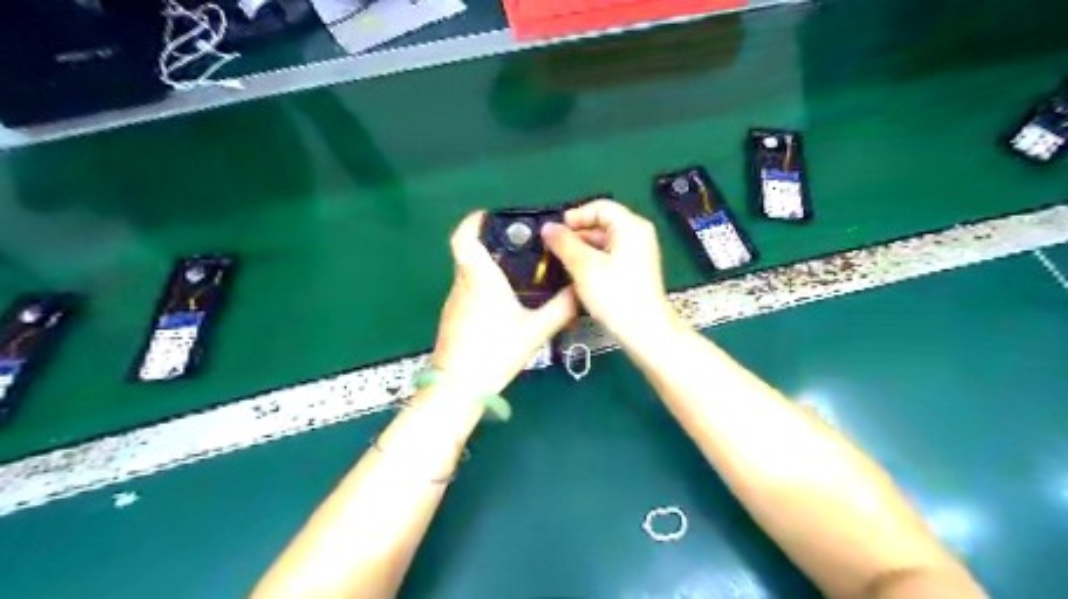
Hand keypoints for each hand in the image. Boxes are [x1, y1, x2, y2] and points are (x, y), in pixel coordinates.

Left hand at [428, 212, 580, 394]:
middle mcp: (462, 284)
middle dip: (490, 245)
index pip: (464, 238)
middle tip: (518, 247)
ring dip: (488, 268)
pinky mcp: (453, 317)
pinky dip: (483, 287)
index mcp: (480, 278)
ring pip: (469, 273)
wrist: (459, 386)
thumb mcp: (535, 330)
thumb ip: (561, 309)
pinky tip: (503, 304)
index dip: (473, 222)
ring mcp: (454, 301)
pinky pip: (468, 291)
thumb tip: (579, 291)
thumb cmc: (495, 351)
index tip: (489, 217)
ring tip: (517, 275)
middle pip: (469, 253)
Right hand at [544, 199, 673, 345]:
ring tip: (563, 262)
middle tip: (555, 248)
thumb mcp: (584, 267)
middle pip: (603, 223)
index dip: (575, 216)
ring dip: (583, 248)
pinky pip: (610, 256)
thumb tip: (547, 227)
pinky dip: (593, 260)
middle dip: (577, 234)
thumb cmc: (616, 296)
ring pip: (605, 241)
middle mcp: (638, 235)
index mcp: (631, 227)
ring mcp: (639, 253)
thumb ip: (564, 243)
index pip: (600, 207)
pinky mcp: (636, 270)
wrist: (644, 331)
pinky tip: (579, 274)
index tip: (556, 231)